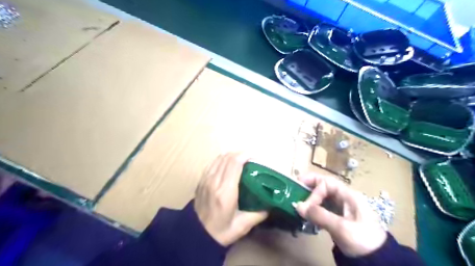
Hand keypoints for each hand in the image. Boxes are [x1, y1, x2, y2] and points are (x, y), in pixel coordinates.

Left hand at [193, 152, 266, 246]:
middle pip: (227, 158)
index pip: (234, 164)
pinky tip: (227, 164)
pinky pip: (212, 163)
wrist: (196, 236)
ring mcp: (205, 180)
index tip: (254, 156)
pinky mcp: (200, 181)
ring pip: (219, 158)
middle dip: (240, 153)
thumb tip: (270, 204)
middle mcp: (214, 182)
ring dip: (231, 155)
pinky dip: (221, 160)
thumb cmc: (220, 232)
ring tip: (240, 159)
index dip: (245, 155)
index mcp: (225, 192)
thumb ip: (258, 214)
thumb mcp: (242, 226)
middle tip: (250, 157)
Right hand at [296, 174, 387, 256]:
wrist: (377, 261)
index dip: (313, 192)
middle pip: (324, 185)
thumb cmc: (363, 241)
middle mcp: (344, 197)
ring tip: (298, 203)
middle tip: (294, 188)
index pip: (326, 184)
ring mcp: (341, 207)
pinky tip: (307, 215)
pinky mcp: (338, 217)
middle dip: (309, 186)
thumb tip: (298, 206)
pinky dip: (313, 209)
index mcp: (349, 195)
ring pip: (322, 196)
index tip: (305, 206)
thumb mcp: (342, 228)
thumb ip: (319, 215)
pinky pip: (322, 207)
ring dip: (309, 198)